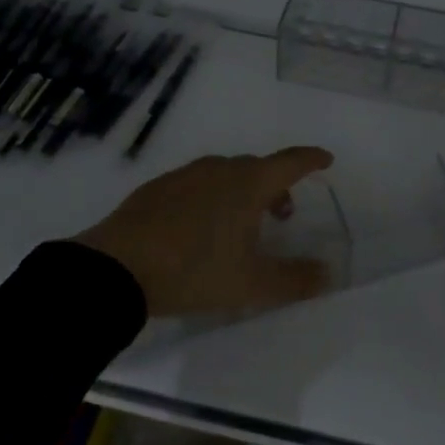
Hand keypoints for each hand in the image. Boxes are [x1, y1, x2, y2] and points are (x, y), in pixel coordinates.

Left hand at [76, 147, 334, 316]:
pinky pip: (197, 184)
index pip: (290, 161)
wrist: (116, 267)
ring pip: (225, 174)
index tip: (326, 159)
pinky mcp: (157, 188)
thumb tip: (327, 273)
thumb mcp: (251, 284)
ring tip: (241, 224)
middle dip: (276, 185)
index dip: (311, 159)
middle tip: (283, 213)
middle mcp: (219, 169)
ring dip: (242, 191)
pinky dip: (211, 196)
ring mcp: (185, 175)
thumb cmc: (194, 270)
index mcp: (248, 184)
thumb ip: (294, 279)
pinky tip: (199, 226)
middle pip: (257, 167)